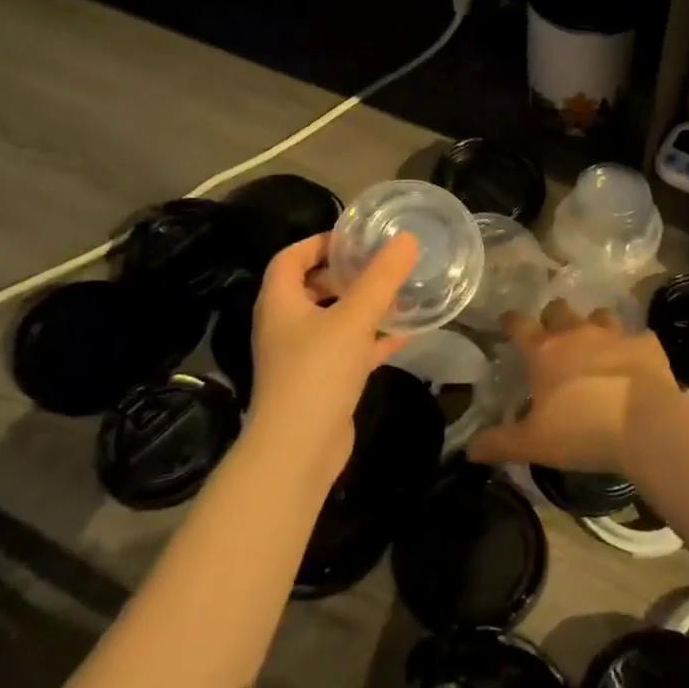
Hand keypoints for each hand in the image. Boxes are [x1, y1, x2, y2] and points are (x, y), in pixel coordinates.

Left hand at [245, 230, 418, 488]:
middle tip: (383, 264)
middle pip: (314, 287)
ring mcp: (303, 356)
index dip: (319, 242)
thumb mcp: (353, 318)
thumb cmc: (317, 372)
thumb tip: (407, 239)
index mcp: (281, 302)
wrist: (298, 449)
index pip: (291, 257)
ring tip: (400, 293)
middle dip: (348, 273)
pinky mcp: (322, 381)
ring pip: (335, 319)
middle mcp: (286, 325)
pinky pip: (349, 349)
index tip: (355, 238)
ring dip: (364, 306)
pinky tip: (406, 334)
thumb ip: (381, 278)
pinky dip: (373, 339)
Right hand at [466, 300, 679, 476]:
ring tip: (595, 347)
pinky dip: (632, 348)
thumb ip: (499, 443)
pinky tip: (634, 364)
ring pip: (599, 315)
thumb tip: (469, 449)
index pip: (518, 323)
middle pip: (558, 309)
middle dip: (553, 318)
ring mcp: (615, 334)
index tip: (507, 324)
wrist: (646, 425)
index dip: (510, 322)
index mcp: (544, 351)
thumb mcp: (533, 444)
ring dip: (593, 327)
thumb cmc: (582, 432)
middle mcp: (577, 332)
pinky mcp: (646, 344)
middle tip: (553, 338)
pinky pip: (637, 337)